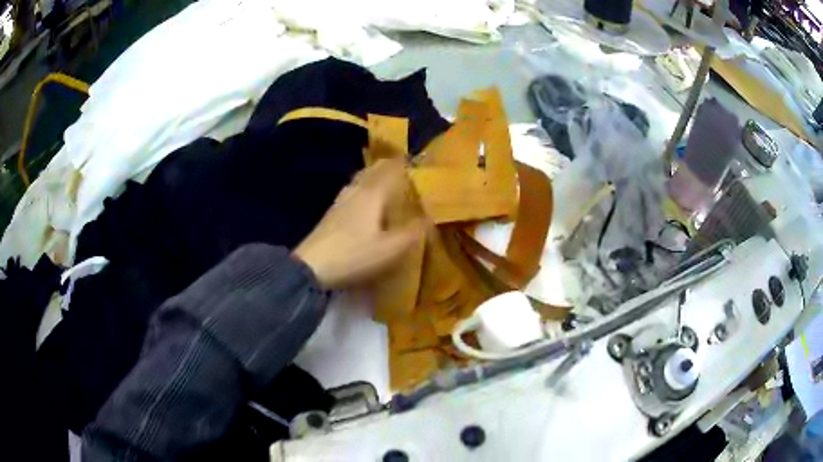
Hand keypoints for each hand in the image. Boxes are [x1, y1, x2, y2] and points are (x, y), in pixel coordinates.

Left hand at [294, 159, 425, 288]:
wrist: (311, 267)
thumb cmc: (354, 255)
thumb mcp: (390, 249)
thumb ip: (412, 232)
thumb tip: (431, 218)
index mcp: (373, 193)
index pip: (392, 169)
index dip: (405, 163)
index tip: (419, 161)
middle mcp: (357, 190)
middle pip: (375, 170)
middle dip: (390, 166)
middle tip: (407, 171)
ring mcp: (341, 200)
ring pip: (362, 179)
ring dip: (377, 176)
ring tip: (389, 182)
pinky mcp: (332, 212)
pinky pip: (354, 190)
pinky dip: (365, 188)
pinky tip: (366, 200)